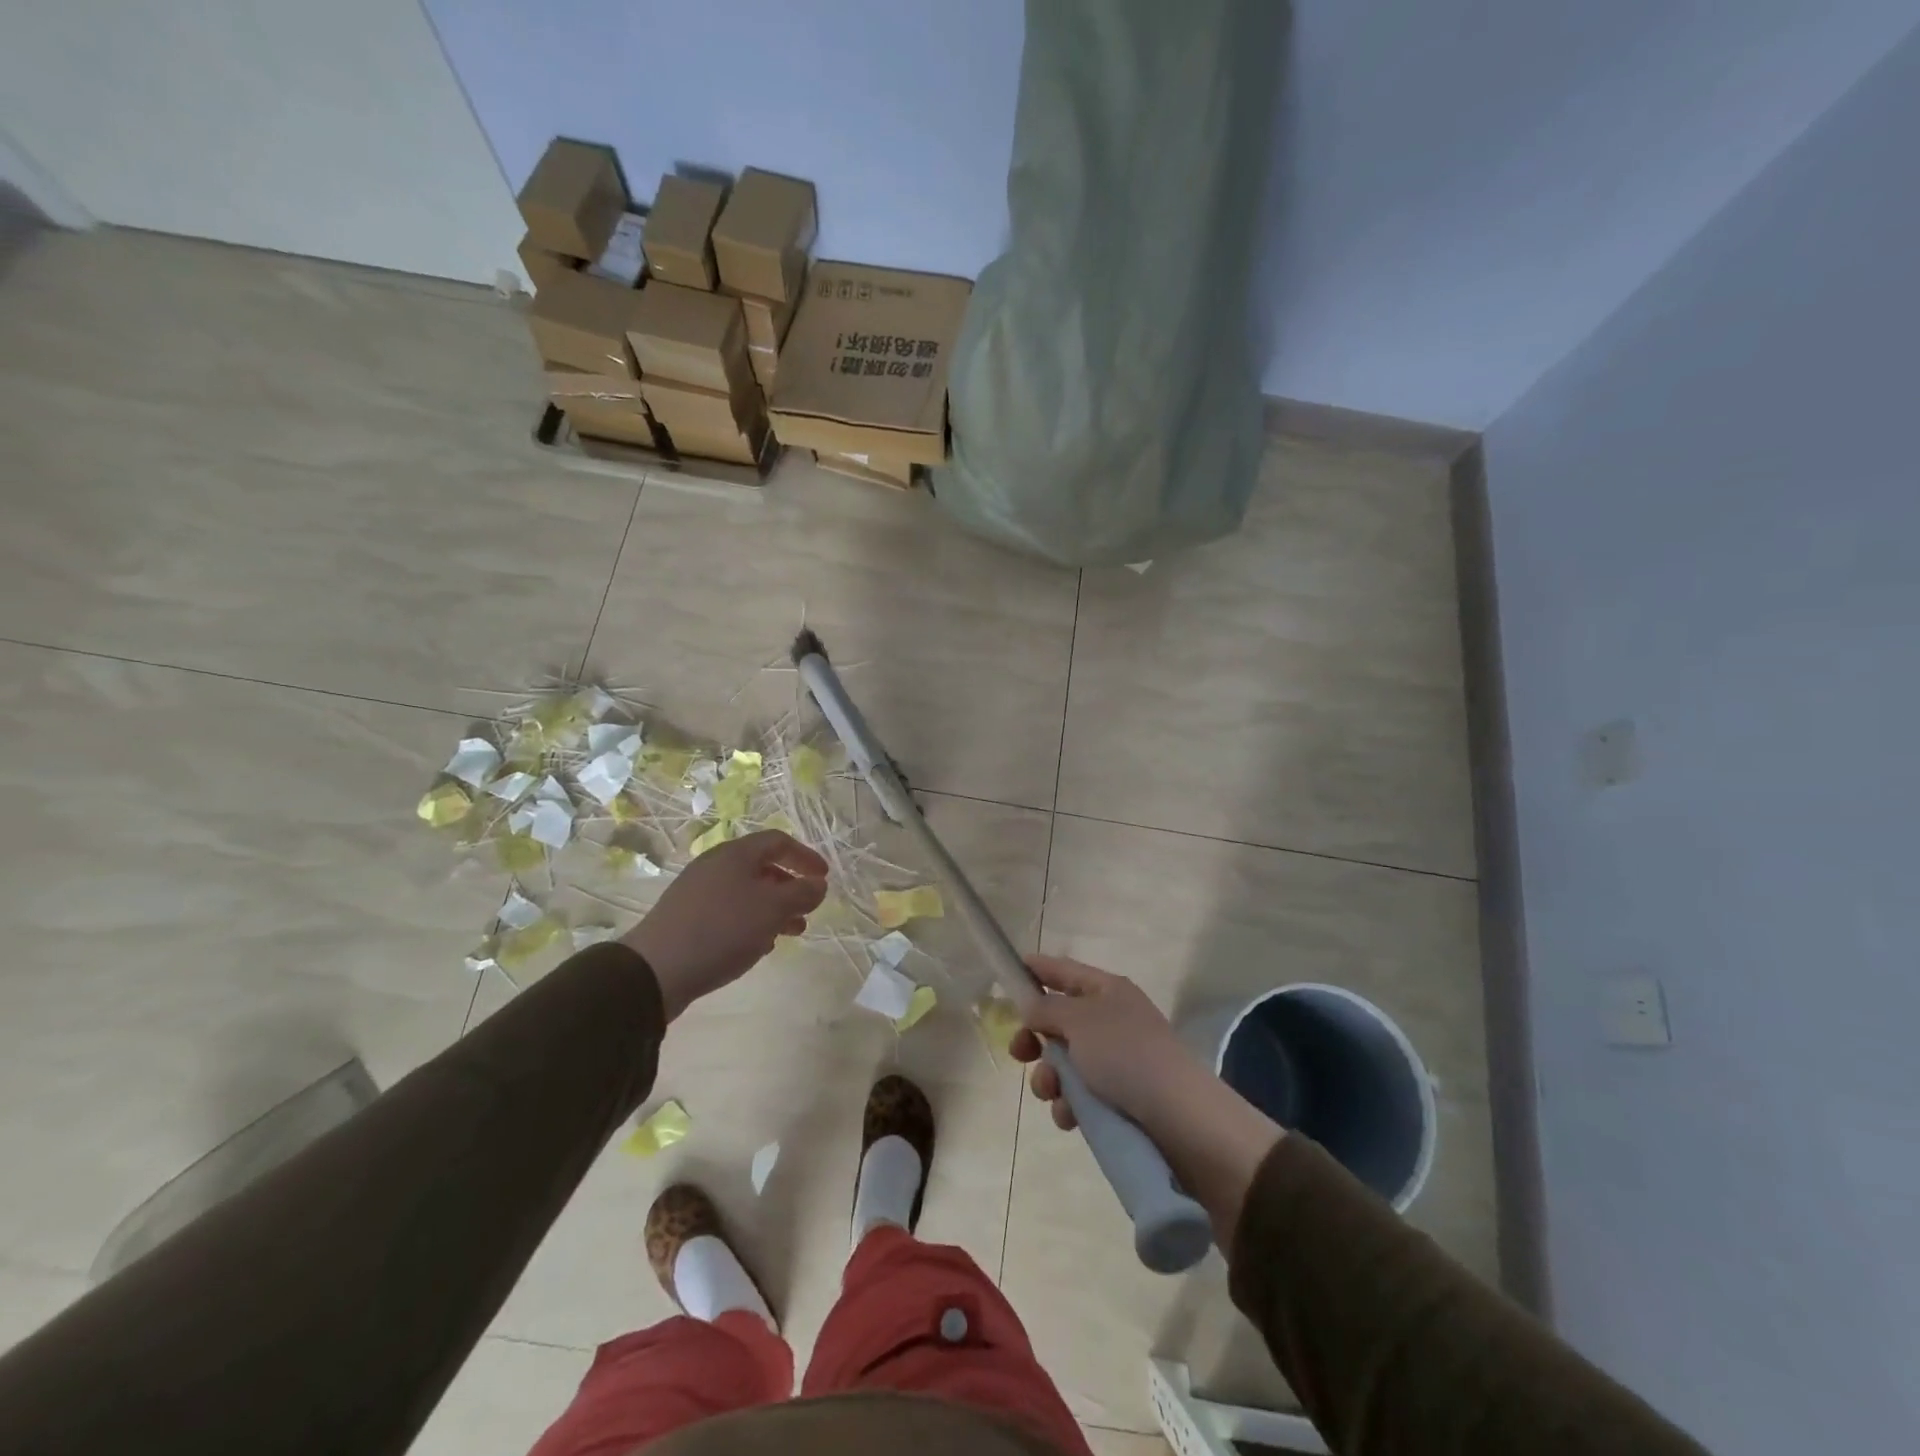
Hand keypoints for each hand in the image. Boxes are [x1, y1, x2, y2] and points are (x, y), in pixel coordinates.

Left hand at [622, 830, 827, 1019]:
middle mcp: (715, 865)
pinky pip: (729, 912)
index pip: (778, 841)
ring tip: (790, 933)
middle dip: (790, 888)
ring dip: (773, 909)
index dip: (805, 857)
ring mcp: (698, 892)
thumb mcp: (773, 909)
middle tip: (808, 910)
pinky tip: (757, 946)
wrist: (656, 969)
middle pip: (762, 867)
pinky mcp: (687, 918)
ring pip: (746, 893)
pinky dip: (750, 923)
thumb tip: (818, 884)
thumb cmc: (723, 929)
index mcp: (736, 854)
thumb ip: (802, 893)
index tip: (824, 878)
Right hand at [1010, 955, 1200, 1130]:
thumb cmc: (1125, 1054)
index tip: (1010, 970)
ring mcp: (1117, 1060)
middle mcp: (1112, 1020)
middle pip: (1060, 1021)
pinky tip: (1070, 1116)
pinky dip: (1069, 1104)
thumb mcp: (1079, 1021)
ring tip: (1051, 1092)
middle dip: (1035, 1037)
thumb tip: (1031, 1007)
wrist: (1180, 1117)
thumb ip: (1046, 1009)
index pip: (1065, 971)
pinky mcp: (1119, 1099)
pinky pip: (1080, 1095)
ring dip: (1049, 1077)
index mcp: (1107, 991)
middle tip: (1019, 1053)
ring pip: (1065, 1062)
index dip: (1038, 968)